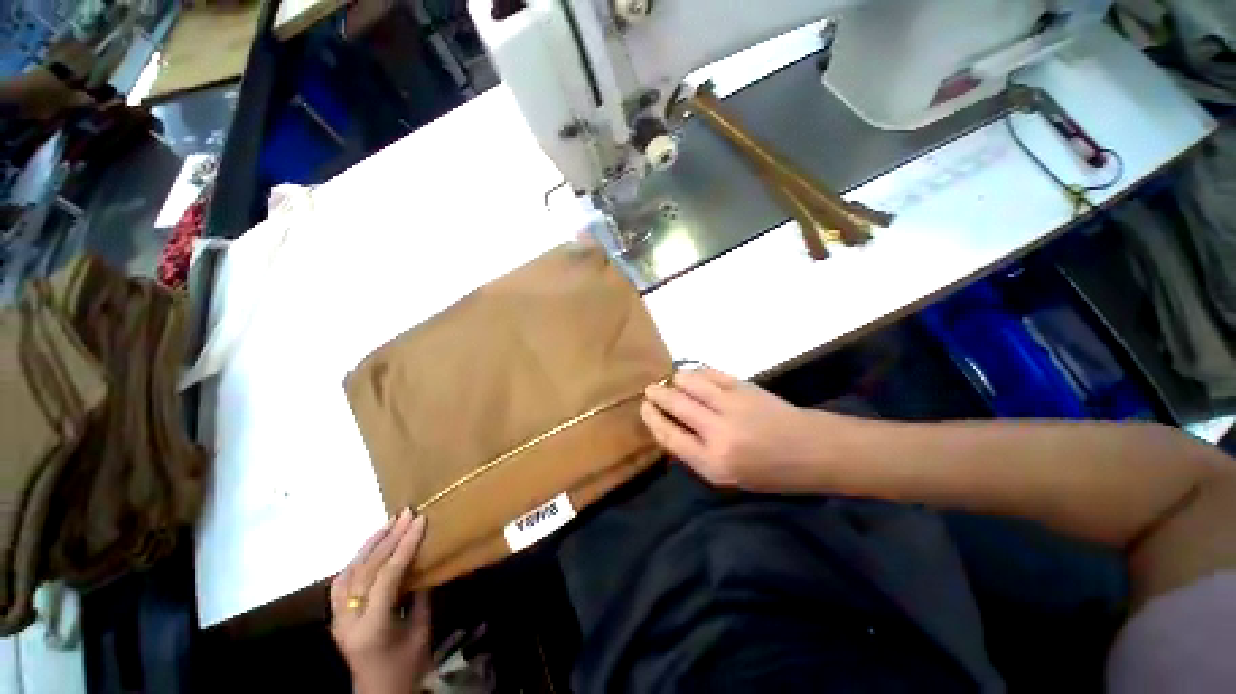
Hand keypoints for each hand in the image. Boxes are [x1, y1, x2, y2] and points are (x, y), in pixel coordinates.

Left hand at [330, 510, 431, 693]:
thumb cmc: (406, 666)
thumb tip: (425, 561)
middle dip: (389, 538)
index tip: (420, 521)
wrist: (378, 693)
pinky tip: (369, 547)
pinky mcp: (335, 617)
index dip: (404, 546)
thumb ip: (421, 596)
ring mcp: (337, 618)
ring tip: (389, 522)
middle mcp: (348, 620)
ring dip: (370, 544)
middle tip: (407, 513)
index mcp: (372, 627)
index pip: (387, 577)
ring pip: (349, 572)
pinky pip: (341, 581)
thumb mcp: (421, 632)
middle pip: (366, 571)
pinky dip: (356, 559)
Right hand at [640, 366, 828, 493]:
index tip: (644, 408)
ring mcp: (732, 406)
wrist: (811, 450)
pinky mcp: (744, 387)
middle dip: (658, 395)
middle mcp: (718, 433)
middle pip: (676, 406)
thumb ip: (696, 454)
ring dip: (675, 380)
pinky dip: (697, 372)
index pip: (670, 436)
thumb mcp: (728, 477)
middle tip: (650, 390)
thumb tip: (670, 427)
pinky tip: (692, 375)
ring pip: (691, 383)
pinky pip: (711, 374)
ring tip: (671, 381)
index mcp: (713, 463)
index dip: (653, 419)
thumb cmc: (769, 472)